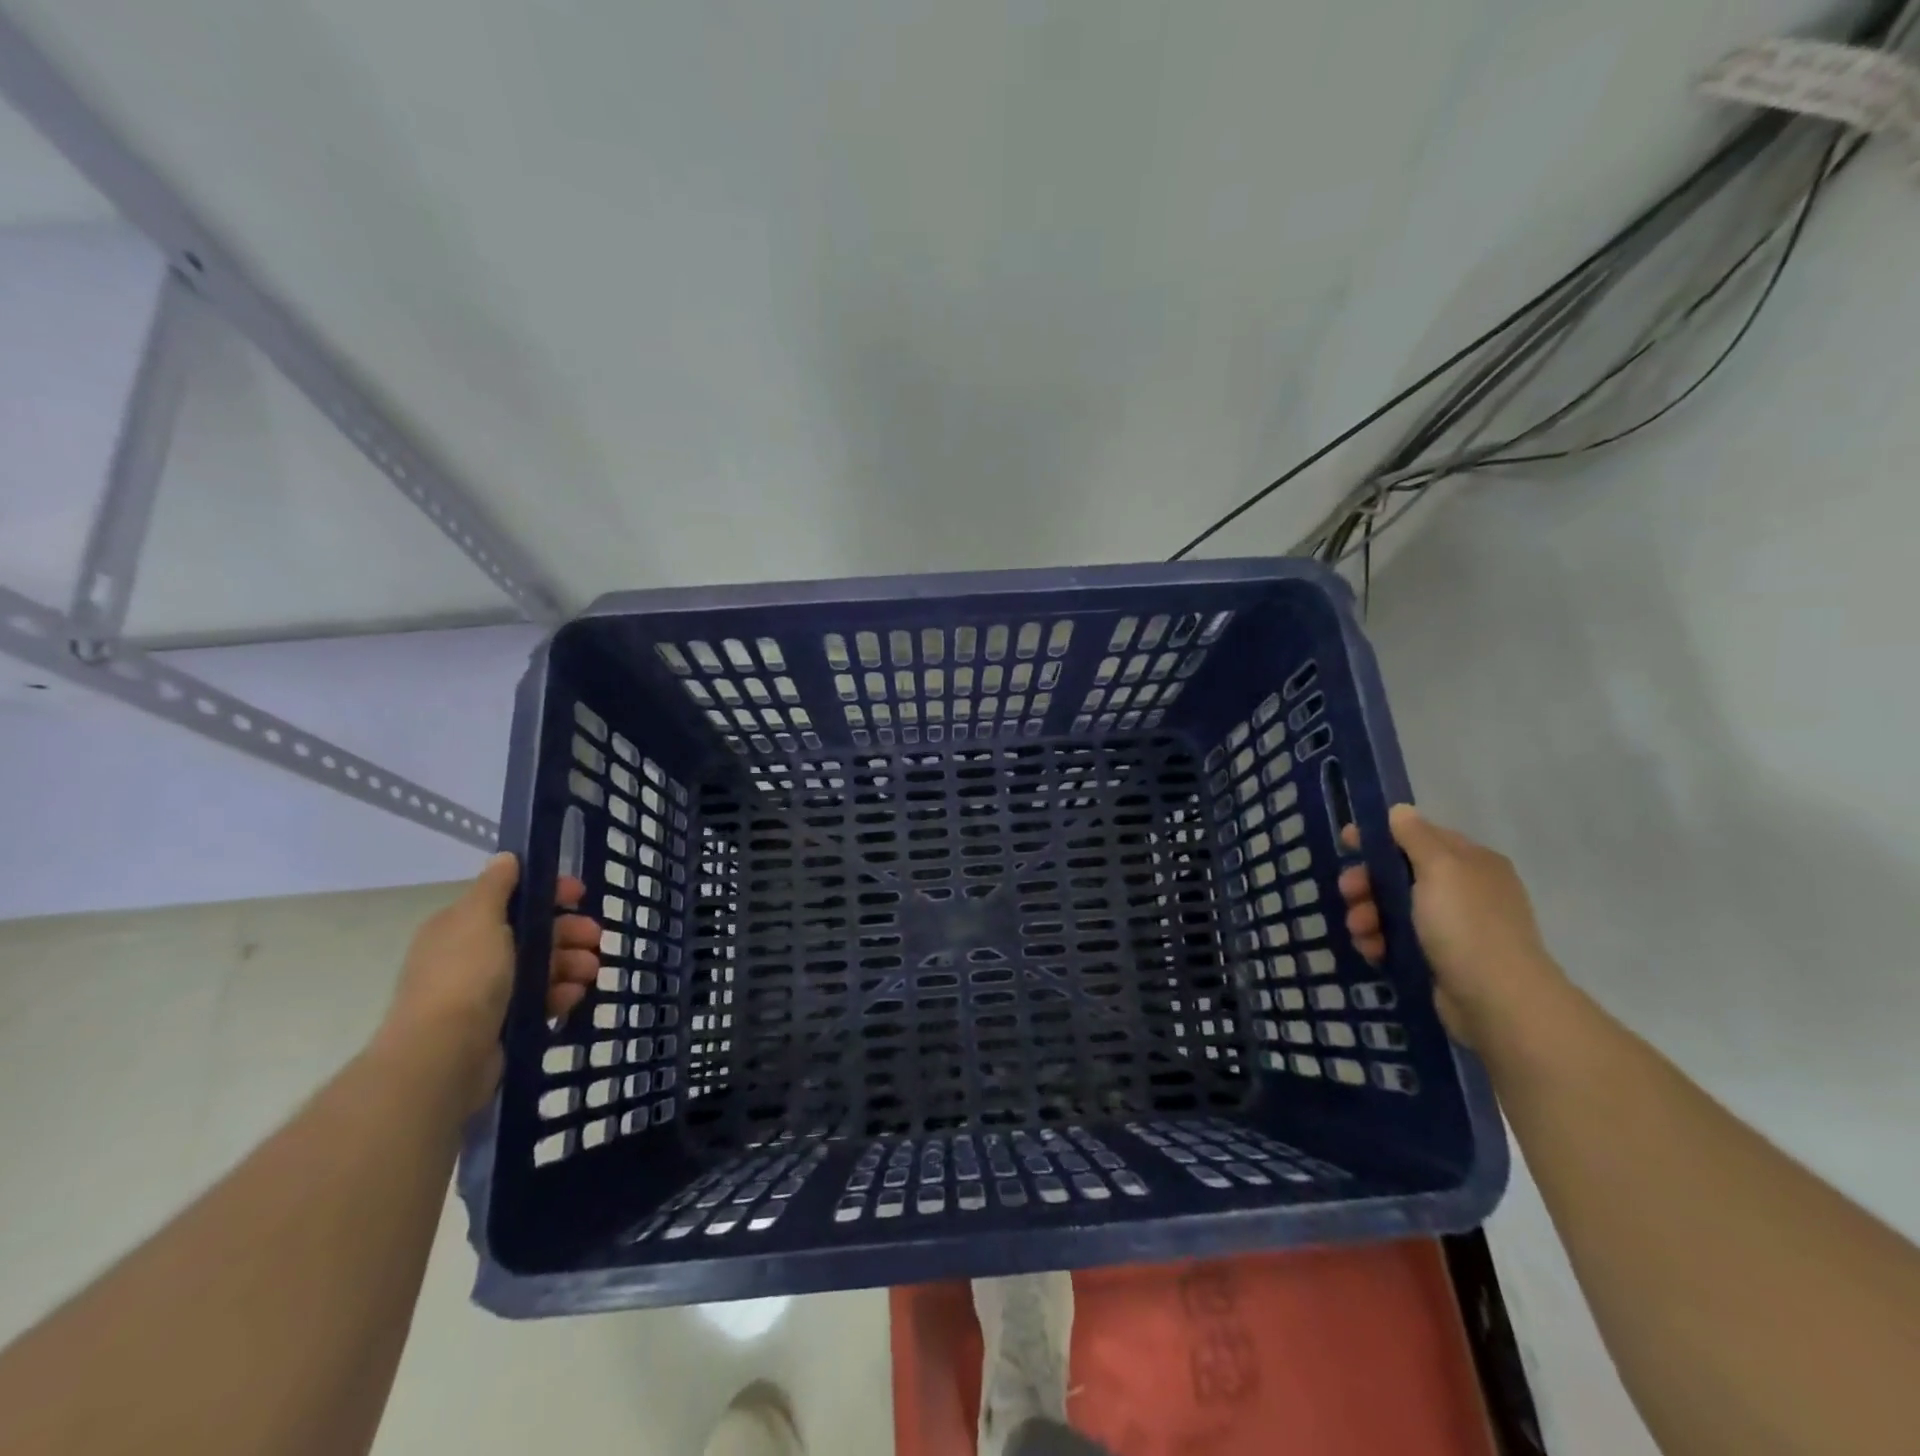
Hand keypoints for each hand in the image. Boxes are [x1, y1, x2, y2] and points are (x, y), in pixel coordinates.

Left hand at [378, 854, 599, 1111]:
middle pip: (532, 934)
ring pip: (541, 967)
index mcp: (462, 926)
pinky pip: (539, 1000)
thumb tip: (506, 858)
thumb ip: (496, 886)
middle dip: (569, 932)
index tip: (581, 894)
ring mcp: (485, 992)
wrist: (444, 1056)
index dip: (549, 893)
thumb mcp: (481, 918)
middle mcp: (472, 955)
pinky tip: (573, 998)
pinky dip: (559, 995)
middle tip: (597, 939)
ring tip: (591, 973)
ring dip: (571, 964)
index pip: (512, 898)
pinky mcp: (501, 1023)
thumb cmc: (465, 976)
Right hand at [1337, 805, 1565, 1048]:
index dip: (1381, 836)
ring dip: (1368, 915)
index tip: (1346, 842)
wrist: (1498, 1002)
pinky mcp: (1441, 959)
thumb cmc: (1466, 925)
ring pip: (1395, 908)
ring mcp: (1454, 927)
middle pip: (1401, 874)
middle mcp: (1465, 890)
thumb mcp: (1439, 869)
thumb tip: (1401, 810)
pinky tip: (1372, 951)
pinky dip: (1380, 941)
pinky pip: (1399, 939)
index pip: (1419, 837)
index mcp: (1471, 863)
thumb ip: (1415, 837)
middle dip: (1368, 883)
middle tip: (1348, 893)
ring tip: (1360, 932)